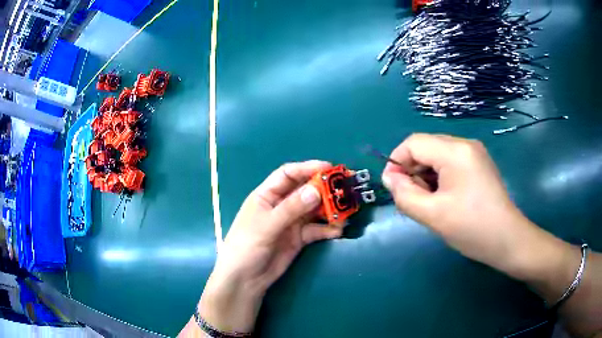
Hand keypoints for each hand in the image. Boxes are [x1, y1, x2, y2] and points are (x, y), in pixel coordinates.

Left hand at [199, 161, 341, 332]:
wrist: (246, 280)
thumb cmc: (246, 247)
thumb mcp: (266, 226)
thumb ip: (291, 209)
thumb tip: (316, 190)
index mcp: (267, 195)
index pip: (288, 174)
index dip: (307, 168)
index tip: (329, 168)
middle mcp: (281, 205)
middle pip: (305, 191)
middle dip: (324, 189)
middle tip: (345, 189)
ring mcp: (291, 222)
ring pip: (314, 210)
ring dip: (330, 210)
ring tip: (346, 212)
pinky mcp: (299, 238)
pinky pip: (317, 229)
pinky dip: (328, 229)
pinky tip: (338, 230)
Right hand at [381, 134, 539, 272]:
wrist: (507, 240)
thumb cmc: (471, 228)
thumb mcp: (432, 215)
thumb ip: (404, 194)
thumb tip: (390, 178)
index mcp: (455, 151)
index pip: (414, 143)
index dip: (397, 162)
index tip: (392, 187)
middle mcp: (465, 144)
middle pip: (426, 147)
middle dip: (412, 170)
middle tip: (412, 199)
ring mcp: (474, 153)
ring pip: (437, 155)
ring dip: (425, 175)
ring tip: (429, 202)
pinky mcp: (479, 164)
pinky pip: (450, 163)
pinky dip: (439, 177)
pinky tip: (443, 198)